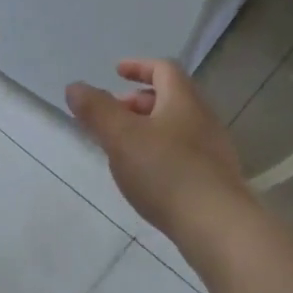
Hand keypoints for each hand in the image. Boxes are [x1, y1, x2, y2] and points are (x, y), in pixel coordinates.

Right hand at [66, 60, 247, 236]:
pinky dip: (161, 152)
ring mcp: (213, 150)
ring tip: (123, 149)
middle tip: (113, 115)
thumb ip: (96, 110)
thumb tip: (75, 87)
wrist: (217, 225)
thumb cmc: (166, 172)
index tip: (116, 72)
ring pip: (177, 127)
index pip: (163, 69)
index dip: (139, 67)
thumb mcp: (121, 137)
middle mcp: (204, 118)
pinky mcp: (215, 178)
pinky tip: (147, 177)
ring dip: (149, 129)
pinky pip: (184, 153)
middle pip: (171, 98)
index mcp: (183, 100)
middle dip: (139, 102)